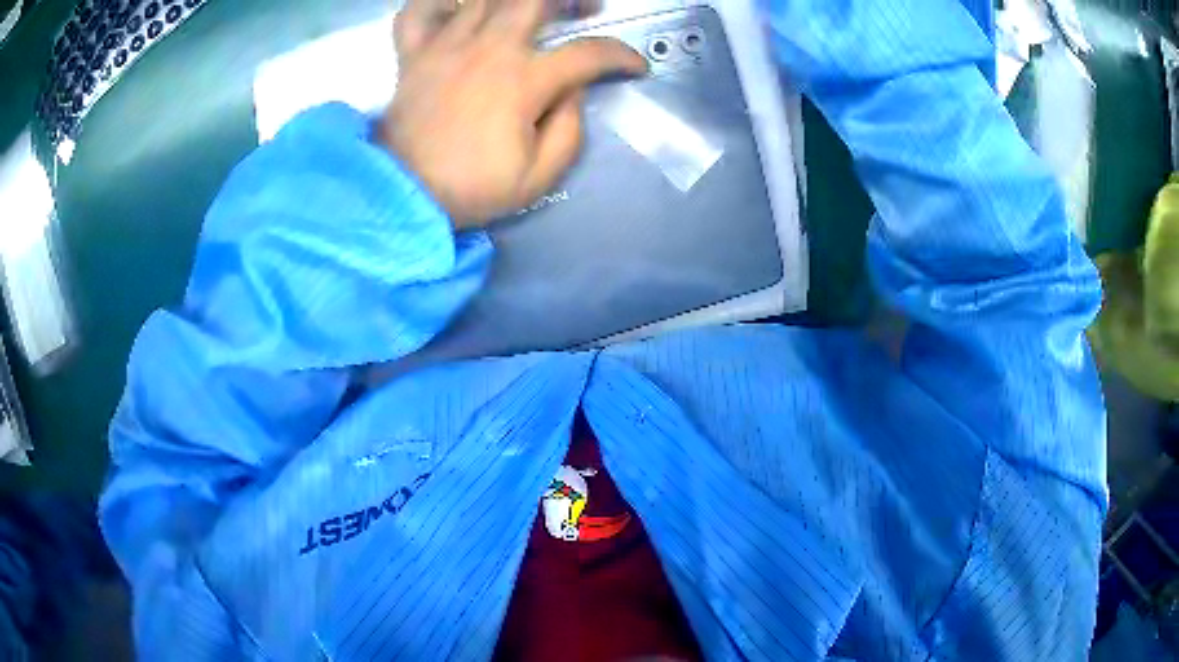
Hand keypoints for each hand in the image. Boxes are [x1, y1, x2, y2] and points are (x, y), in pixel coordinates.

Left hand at [380, 0, 646, 227]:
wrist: (404, 197)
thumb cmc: (472, 188)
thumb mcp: (539, 176)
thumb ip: (569, 129)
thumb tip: (574, 91)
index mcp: (523, 81)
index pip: (588, 54)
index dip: (621, 56)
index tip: (634, 66)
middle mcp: (487, 50)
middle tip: (585, 10)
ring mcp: (446, 46)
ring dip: (515, 0)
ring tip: (529, 10)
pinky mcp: (413, 54)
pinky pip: (419, 10)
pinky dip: (438, 3)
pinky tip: (457, 9)